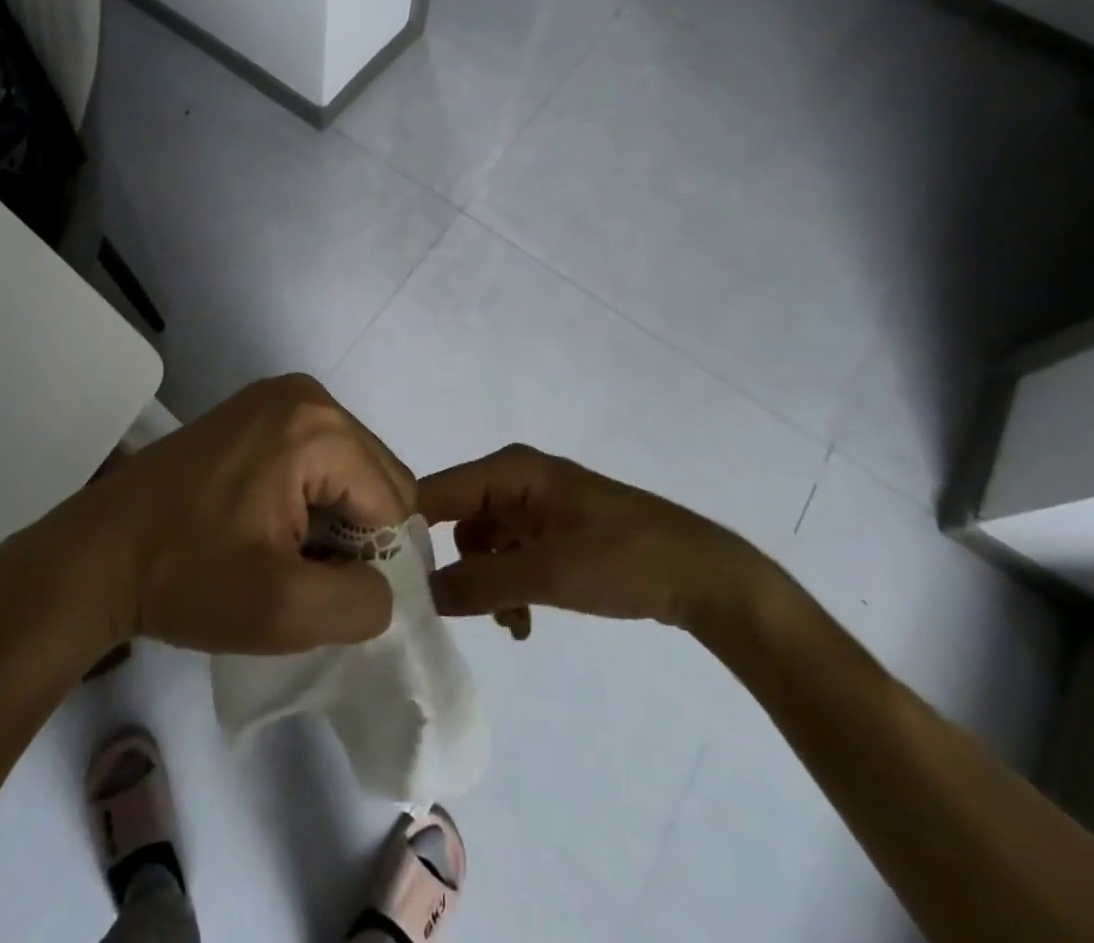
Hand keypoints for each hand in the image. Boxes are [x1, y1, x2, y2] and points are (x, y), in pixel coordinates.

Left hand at [2, 376, 415, 658]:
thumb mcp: (283, 611)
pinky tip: (268, 530)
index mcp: (318, 425)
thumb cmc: (186, 576)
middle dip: (357, 536)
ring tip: (284, 556)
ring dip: (334, 521)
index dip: (377, 562)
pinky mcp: (253, 412)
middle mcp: (305, 394)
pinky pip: (314, 458)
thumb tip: (384, 586)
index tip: (329, 596)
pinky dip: (309, 500)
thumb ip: (361, 602)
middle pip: (375, 477)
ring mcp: (275, 397)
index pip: (393, 501)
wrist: (95, 555)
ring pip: (347, 470)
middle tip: (306, 577)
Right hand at [418, 444, 772, 637]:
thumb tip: (421, 594)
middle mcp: (516, 479)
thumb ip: (480, 583)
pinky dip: (509, 586)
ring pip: (482, 544)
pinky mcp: (552, 530)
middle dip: (457, 567)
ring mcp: (535, 504)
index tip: (392, 578)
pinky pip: (510, 555)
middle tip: (458, 610)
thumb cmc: (622, 558)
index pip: (437, 490)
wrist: (701, 575)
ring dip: (487, 584)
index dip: (409, 529)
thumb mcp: (547, 573)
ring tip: (511, 622)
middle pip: (457, 519)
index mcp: (510, 470)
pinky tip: (524, 622)